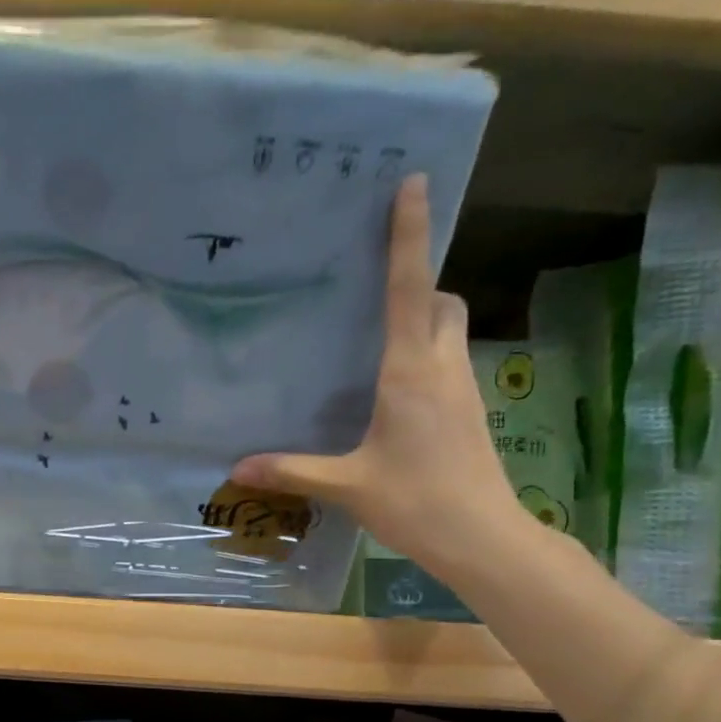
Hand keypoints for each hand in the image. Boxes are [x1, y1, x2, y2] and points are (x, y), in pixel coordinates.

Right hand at [230, 175, 530, 580]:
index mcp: (410, 372)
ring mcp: (463, 390)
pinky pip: (449, 363)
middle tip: (377, 294)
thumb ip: (292, 471)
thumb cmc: (416, 501)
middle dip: (419, 285)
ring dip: (426, 320)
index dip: (409, 236)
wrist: (482, 538)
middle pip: (442, 302)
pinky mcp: (469, 413)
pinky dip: (427, 356)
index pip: (410, 289)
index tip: (412, 184)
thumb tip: (237, 468)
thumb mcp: (346, 485)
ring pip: (451, 332)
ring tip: (380, 338)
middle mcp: (442, 368)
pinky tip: (395, 392)